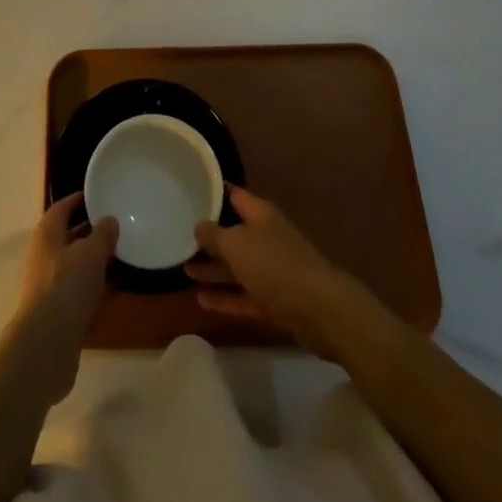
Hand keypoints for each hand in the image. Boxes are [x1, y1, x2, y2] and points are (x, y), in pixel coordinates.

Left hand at [1, 193, 116, 405]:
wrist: (46, 345)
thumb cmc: (67, 286)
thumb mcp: (91, 253)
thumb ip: (102, 234)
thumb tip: (109, 220)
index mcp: (46, 235)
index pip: (61, 208)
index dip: (77, 200)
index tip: (96, 196)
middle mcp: (43, 257)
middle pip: (66, 237)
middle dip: (88, 231)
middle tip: (113, 226)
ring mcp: (47, 287)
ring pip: (72, 266)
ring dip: (92, 261)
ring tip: (118, 256)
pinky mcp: (55, 313)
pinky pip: (76, 291)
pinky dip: (92, 287)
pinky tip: (112, 290)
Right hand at [186, 186, 366, 357]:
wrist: (320, 310)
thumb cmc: (274, 265)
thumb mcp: (236, 244)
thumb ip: (214, 234)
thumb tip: (199, 226)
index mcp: (260, 214)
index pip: (233, 195)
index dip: (212, 192)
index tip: (190, 191)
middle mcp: (266, 237)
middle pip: (234, 233)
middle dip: (209, 238)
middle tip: (180, 238)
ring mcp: (272, 270)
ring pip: (238, 267)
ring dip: (213, 270)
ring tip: (185, 271)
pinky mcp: (276, 301)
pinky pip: (245, 295)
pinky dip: (226, 298)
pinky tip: (202, 301)